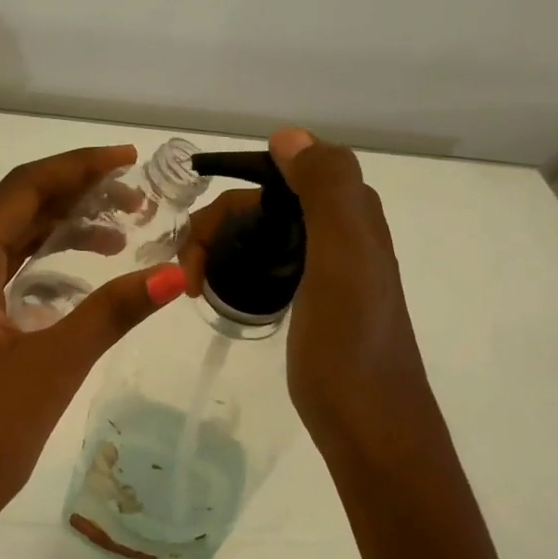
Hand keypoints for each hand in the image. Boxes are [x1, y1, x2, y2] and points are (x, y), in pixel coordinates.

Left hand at [0, 146, 186, 558]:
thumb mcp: (50, 367)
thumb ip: (111, 312)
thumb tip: (178, 272)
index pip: (23, 189)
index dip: (79, 167)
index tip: (131, 159)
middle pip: (16, 212)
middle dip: (77, 198)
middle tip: (140, 202)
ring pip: (11, 248)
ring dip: (62, 235)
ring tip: (124, 236)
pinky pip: (4, 282)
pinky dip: (44, 273)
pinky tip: (80, 283)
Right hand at [182, 128, 427, 469]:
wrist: (368, 424)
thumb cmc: (350, 342)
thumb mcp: (343, 257)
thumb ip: (325, 189)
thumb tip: (286, 135)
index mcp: (349, 213)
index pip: (276, 174)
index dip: (231, 195)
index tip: (199, 242)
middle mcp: (338, 231)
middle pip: (260, 206)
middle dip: (215, 229)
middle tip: (188, 277)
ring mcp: (324, 266)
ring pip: (257, 233)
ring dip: (217, 249)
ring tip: (193, 287)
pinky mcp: (310, 298)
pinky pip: (263, 262)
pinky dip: (233, 267)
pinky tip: (218, 291)